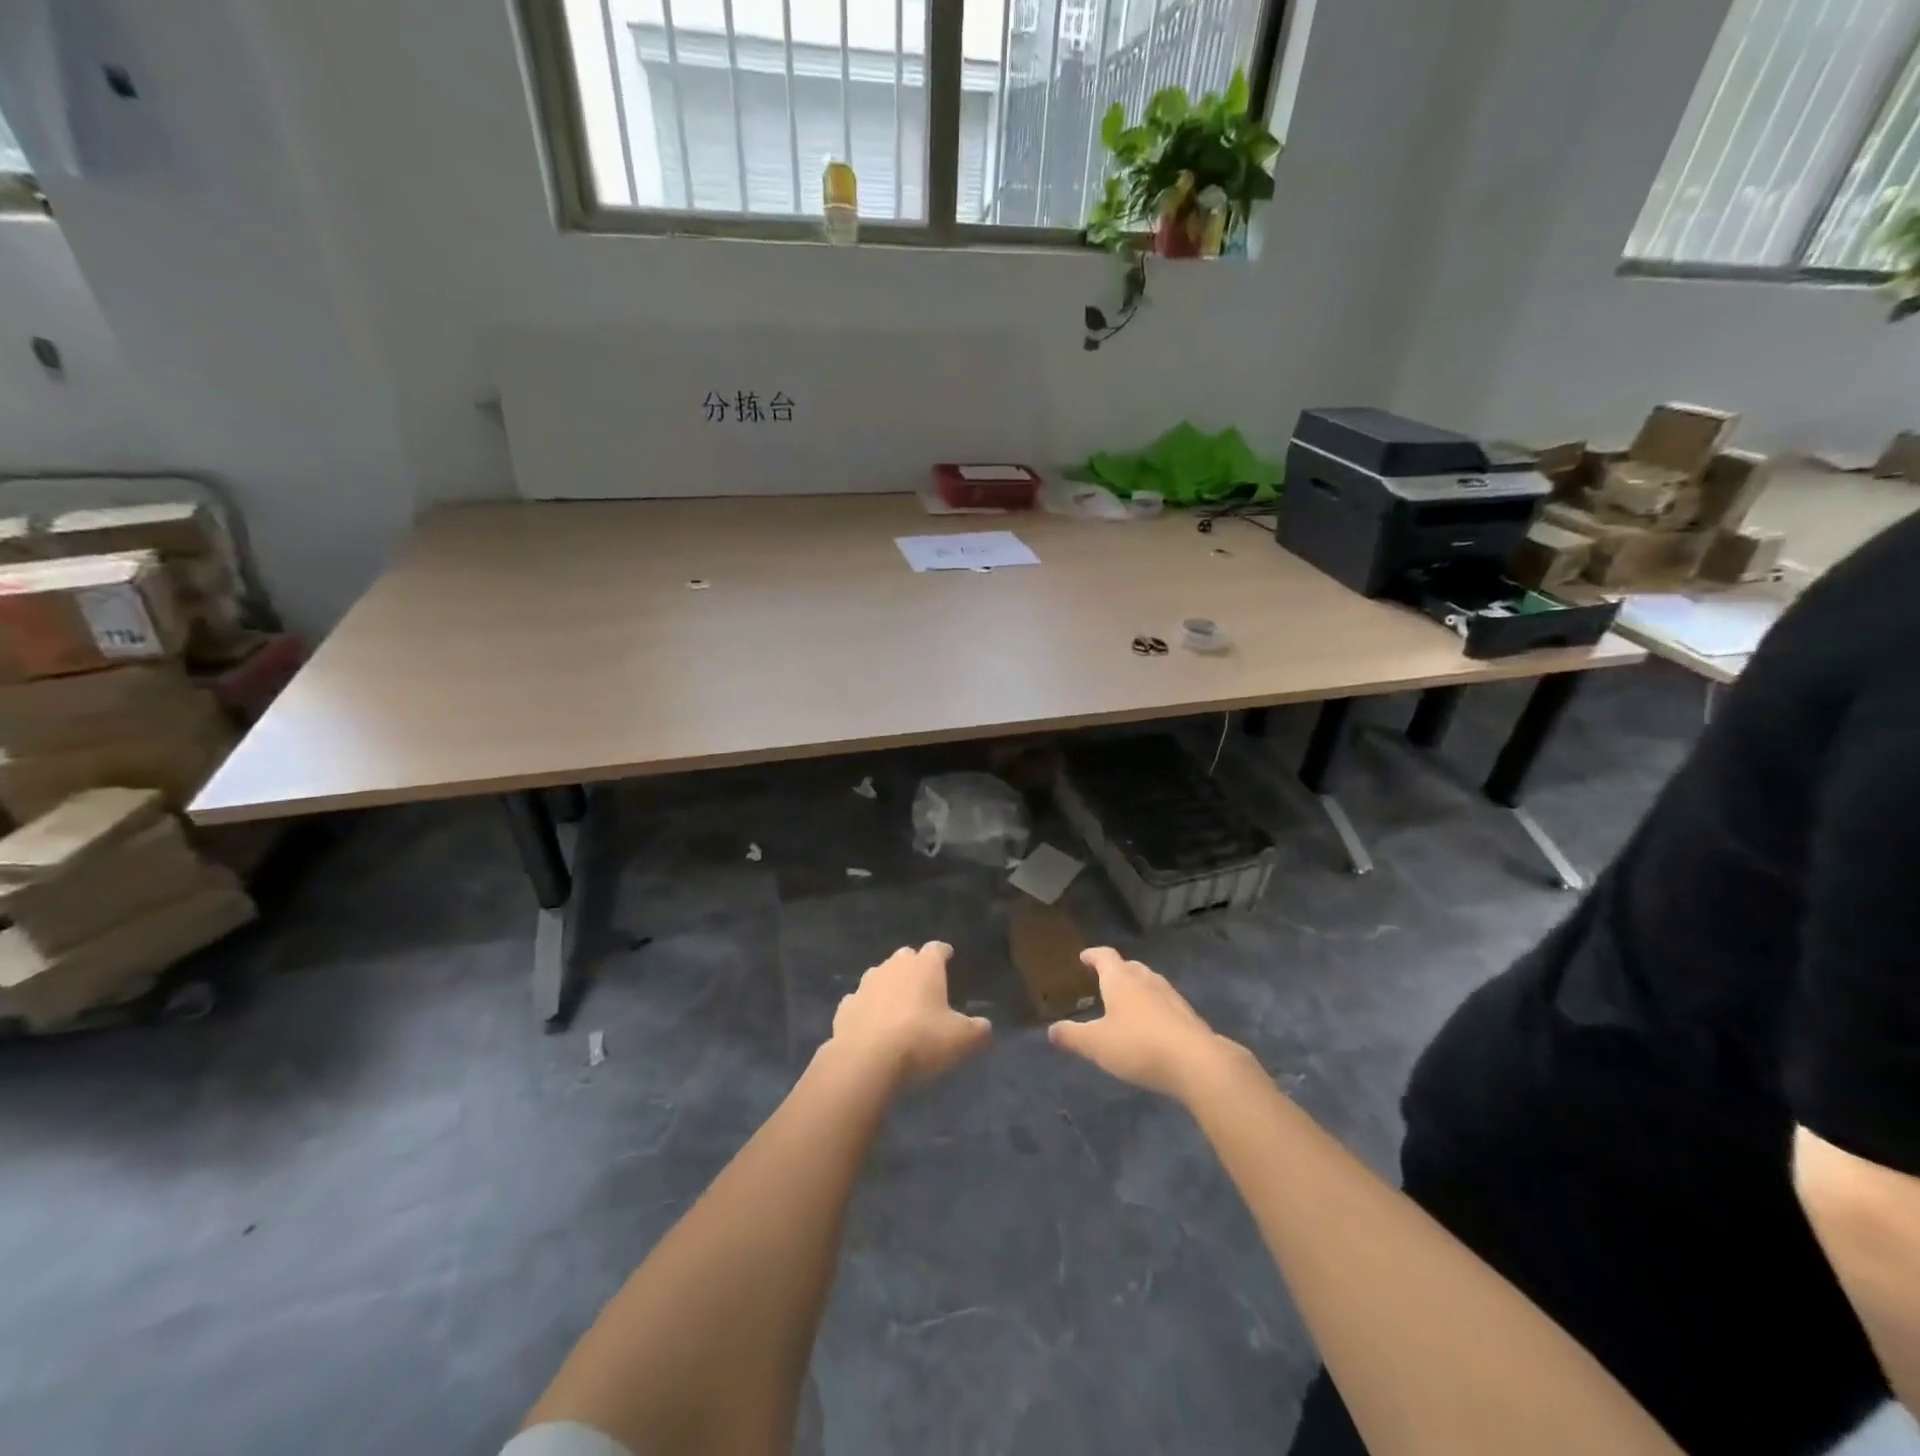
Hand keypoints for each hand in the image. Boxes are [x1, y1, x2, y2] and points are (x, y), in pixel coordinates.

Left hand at [828, 942, 991, 1088]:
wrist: (866, 1059)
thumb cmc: (921, 1040)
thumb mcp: (961, 1040)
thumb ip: (978, 1031)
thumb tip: (985, 1028)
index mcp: (925, 967)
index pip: (937, 948)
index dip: (943, 952)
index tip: (948, 956)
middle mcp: (894, 966)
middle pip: (906, 956)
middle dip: (914, 965)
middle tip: (924, 983)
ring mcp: (866, 984)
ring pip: (880, 975)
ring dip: (889, 984)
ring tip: (897, 1003)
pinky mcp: (846, 1006)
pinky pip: (860, 1000)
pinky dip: (867, 1007)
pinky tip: (871, 1023)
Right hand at [1047, 947, 1230, 1099]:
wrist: (1196, 1062)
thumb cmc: (1138, 1045)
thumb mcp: (1096, 1044)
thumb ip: (1072, 1036)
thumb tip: (1052, 1030)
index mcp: (1121, 979)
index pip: (1105, 956)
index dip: (1093, 955)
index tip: (1084, 957)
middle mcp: (1146, 979)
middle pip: (1129, 967)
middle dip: (1116, 971)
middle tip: (1104, 981)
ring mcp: (1170, 995)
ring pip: (1149, 983)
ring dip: (1136, 988)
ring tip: (1126, 1004)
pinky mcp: (1187, 1015)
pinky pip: (1164, 1003)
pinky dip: (1153, 1007)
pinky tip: (1151, 1026)